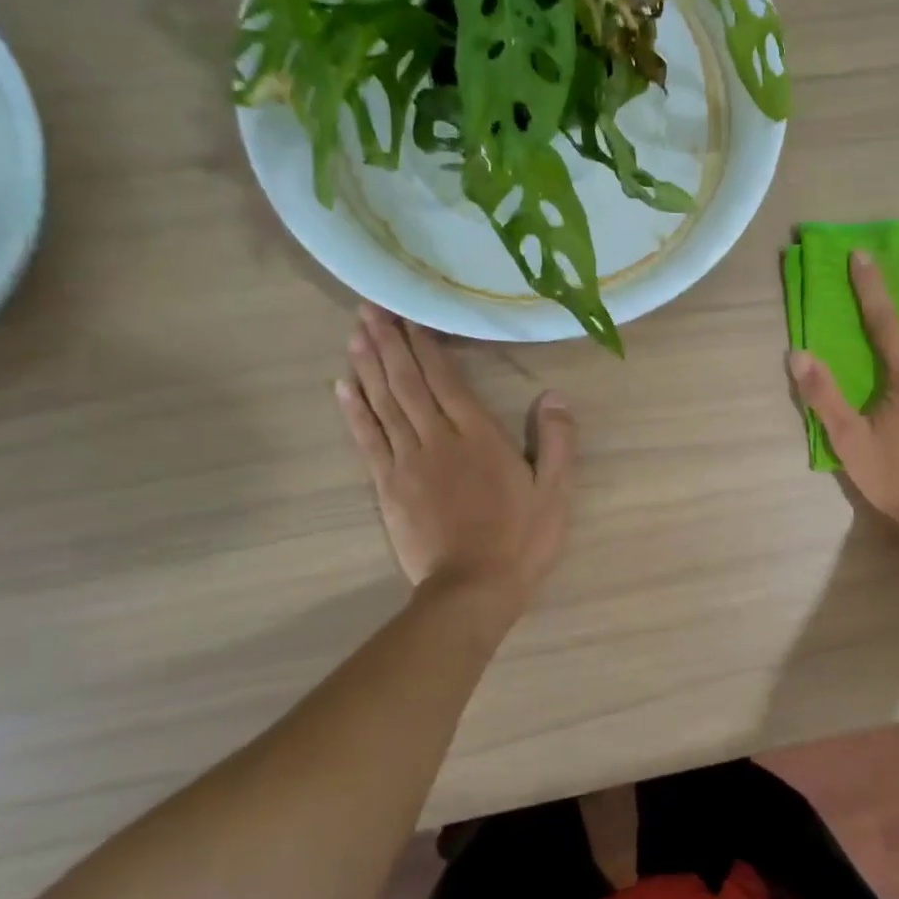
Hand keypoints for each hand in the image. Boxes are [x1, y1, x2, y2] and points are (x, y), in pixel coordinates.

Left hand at [338, 305, 575, 601]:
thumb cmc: (521, 541)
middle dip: (389, 343)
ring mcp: (407, 463)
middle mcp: (438, 439)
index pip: (447, 380)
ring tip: (355, 333)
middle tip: (369, 308)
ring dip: (368, 366)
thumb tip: (553, 396)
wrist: (472, 590)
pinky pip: (367, 440)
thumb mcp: (556, 493)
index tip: (407, 315)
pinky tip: (343, 386)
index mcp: (479, 437)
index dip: (425, 346)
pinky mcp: (387, 487)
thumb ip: (555, 442)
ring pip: (384, 404)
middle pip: (408, 383)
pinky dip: (354, 410)